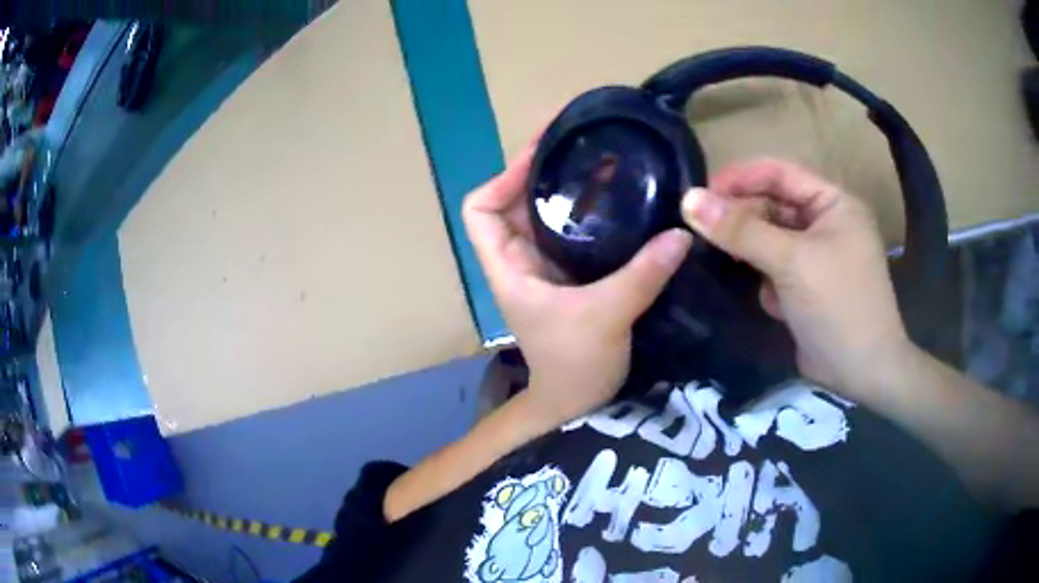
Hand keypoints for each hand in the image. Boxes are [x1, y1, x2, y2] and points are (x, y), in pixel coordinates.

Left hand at [463, 146, 691, 425]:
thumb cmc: (574, 365)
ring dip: (564, 188)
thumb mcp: (607, 317)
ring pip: (543, 214)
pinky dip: (585, 211)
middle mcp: (520, 259)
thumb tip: (682, 232)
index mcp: (508, 267)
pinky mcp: (568, 274)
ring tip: (599, 160)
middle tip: (578, 144)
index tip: (539, 158)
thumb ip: (643, 274)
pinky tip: (614, 198)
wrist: (578, 401)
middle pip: (513, 201)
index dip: (501, 178)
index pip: (479, 210)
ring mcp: (544, 266)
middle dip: (539, 171)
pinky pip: (569, 231)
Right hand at [681, 159, 909, 395]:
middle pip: (773, 206)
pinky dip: (766, 280)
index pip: (780, 173)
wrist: (862, 373)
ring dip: (751, 252)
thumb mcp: (791, 261)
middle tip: (702, 231)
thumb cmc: (837, 305)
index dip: (740, 177)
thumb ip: (741, 230)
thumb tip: (689, 200)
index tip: (699, 193)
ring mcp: (817, 257)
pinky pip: (776, 269)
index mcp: (833, 203)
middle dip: (742, 219)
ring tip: (729, 264)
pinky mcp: (807, 286)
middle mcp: (826, 224)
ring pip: (770, 239)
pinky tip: (772, 302)